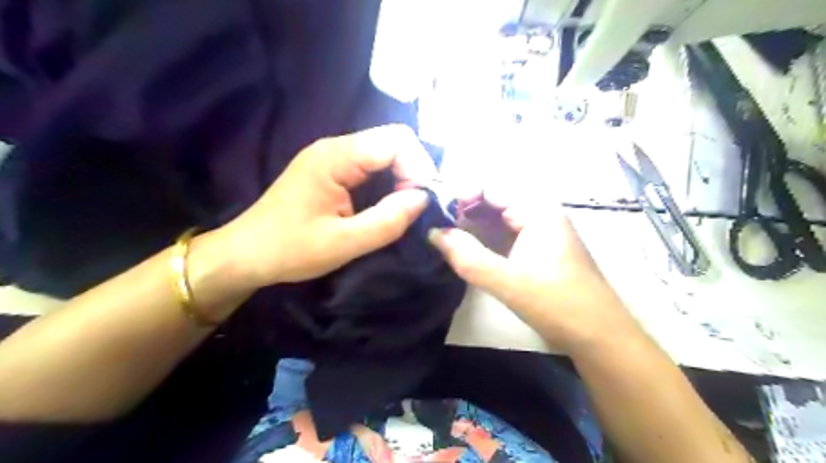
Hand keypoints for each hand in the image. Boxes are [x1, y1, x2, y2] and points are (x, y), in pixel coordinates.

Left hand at [215, 124, 433, 286]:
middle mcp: (335, 147)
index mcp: (335, 157)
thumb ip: (387, 221)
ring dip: (402, 178)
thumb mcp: (343, 243)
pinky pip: (371, 166)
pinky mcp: (331, 170)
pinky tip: (387, 206)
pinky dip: (388, 183)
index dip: (418, 167)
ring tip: (404, 210)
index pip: (396, 140)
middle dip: (413, 172)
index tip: (421, 202)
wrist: (245, 254)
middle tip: (415, 208)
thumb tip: (423, 199)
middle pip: (393, 142)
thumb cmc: (289, 250)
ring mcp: (332, 157)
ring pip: (384, 154)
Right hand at [429, 190, 641, 352]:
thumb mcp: (507, 282)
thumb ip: (468, 257)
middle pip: (495, 200)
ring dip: (473, 225)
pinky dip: (486, 238)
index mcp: (538, 211)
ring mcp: (541, 232)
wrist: (599, 336)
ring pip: (499, 218)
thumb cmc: (558, 305)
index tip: (439, 215)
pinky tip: (469, 250)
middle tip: (439, 229)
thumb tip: (433, 233)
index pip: (492, 187)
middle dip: (465, 211)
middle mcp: (540, 214)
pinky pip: (506, 234)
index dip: (462, 196)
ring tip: (448, 238)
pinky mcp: (538, 249)